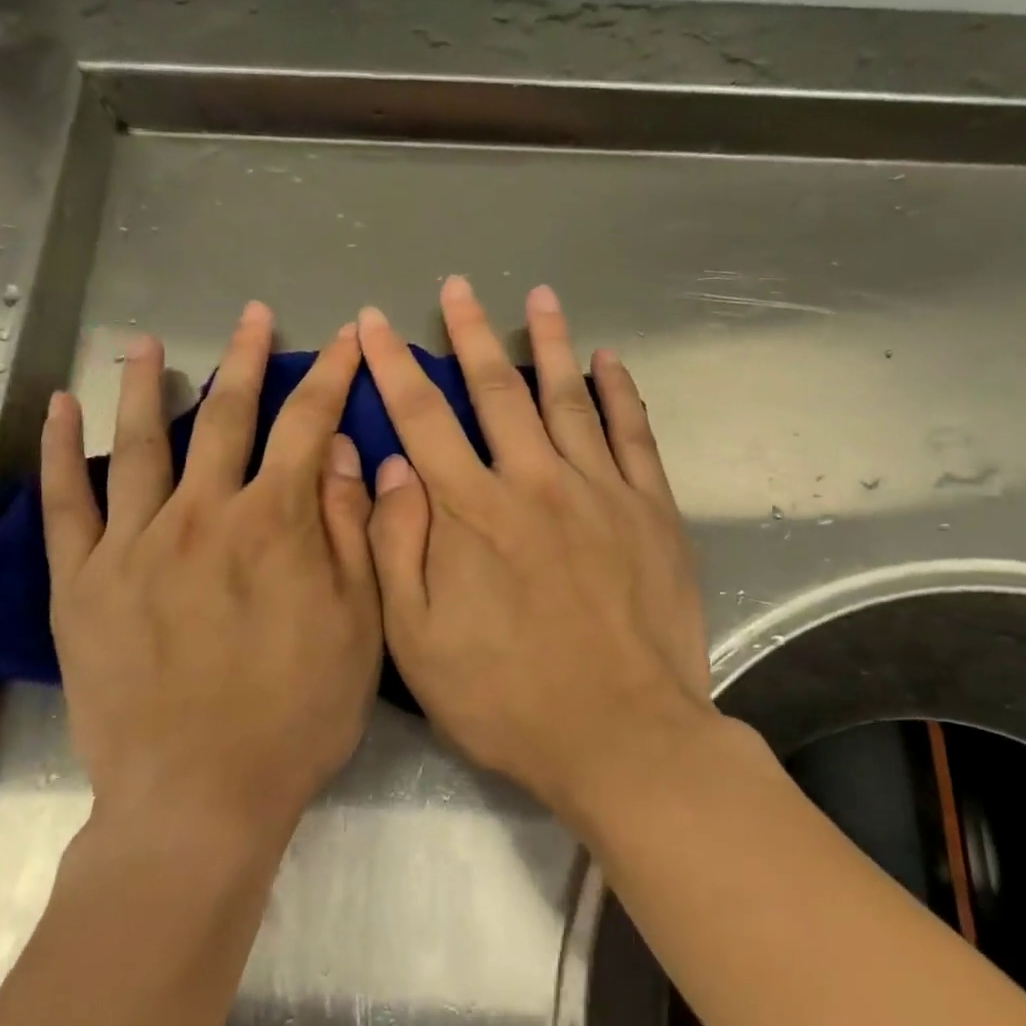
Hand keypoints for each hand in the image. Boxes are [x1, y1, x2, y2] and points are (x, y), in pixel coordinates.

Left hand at [39, 303, 380, 839]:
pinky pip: (66, 502)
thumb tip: (344, 453)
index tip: (346, 340)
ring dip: (148, 385)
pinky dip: (61, 450)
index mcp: (275, 525)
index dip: (332, 377)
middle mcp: (202, 515)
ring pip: (140, 442)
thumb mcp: (358, 627)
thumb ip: (350, 532)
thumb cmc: (296, 717)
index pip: (309, 426)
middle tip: (255, 317)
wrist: (199, 798)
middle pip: (227, 417)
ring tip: (148, 343)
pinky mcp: (80, 583)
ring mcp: (132, 544)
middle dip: (248, 360)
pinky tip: (61, 409)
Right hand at [357, 278, 713, 815]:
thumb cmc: (506, 699)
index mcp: (471, 513)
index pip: (422, 419)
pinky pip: (633, 435)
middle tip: (457, 287)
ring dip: (548, 343)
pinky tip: (608, 360)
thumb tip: (389, 468)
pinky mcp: (650, 511)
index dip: (394, 366)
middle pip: (496, 391)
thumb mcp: (418, 641)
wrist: (621, 738)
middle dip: (469, 334)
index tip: (375, 323)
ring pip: (567, 398)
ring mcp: (599, 492)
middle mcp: (533, 483)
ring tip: (538, 297)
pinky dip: (619, 393)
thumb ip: (397, 548)